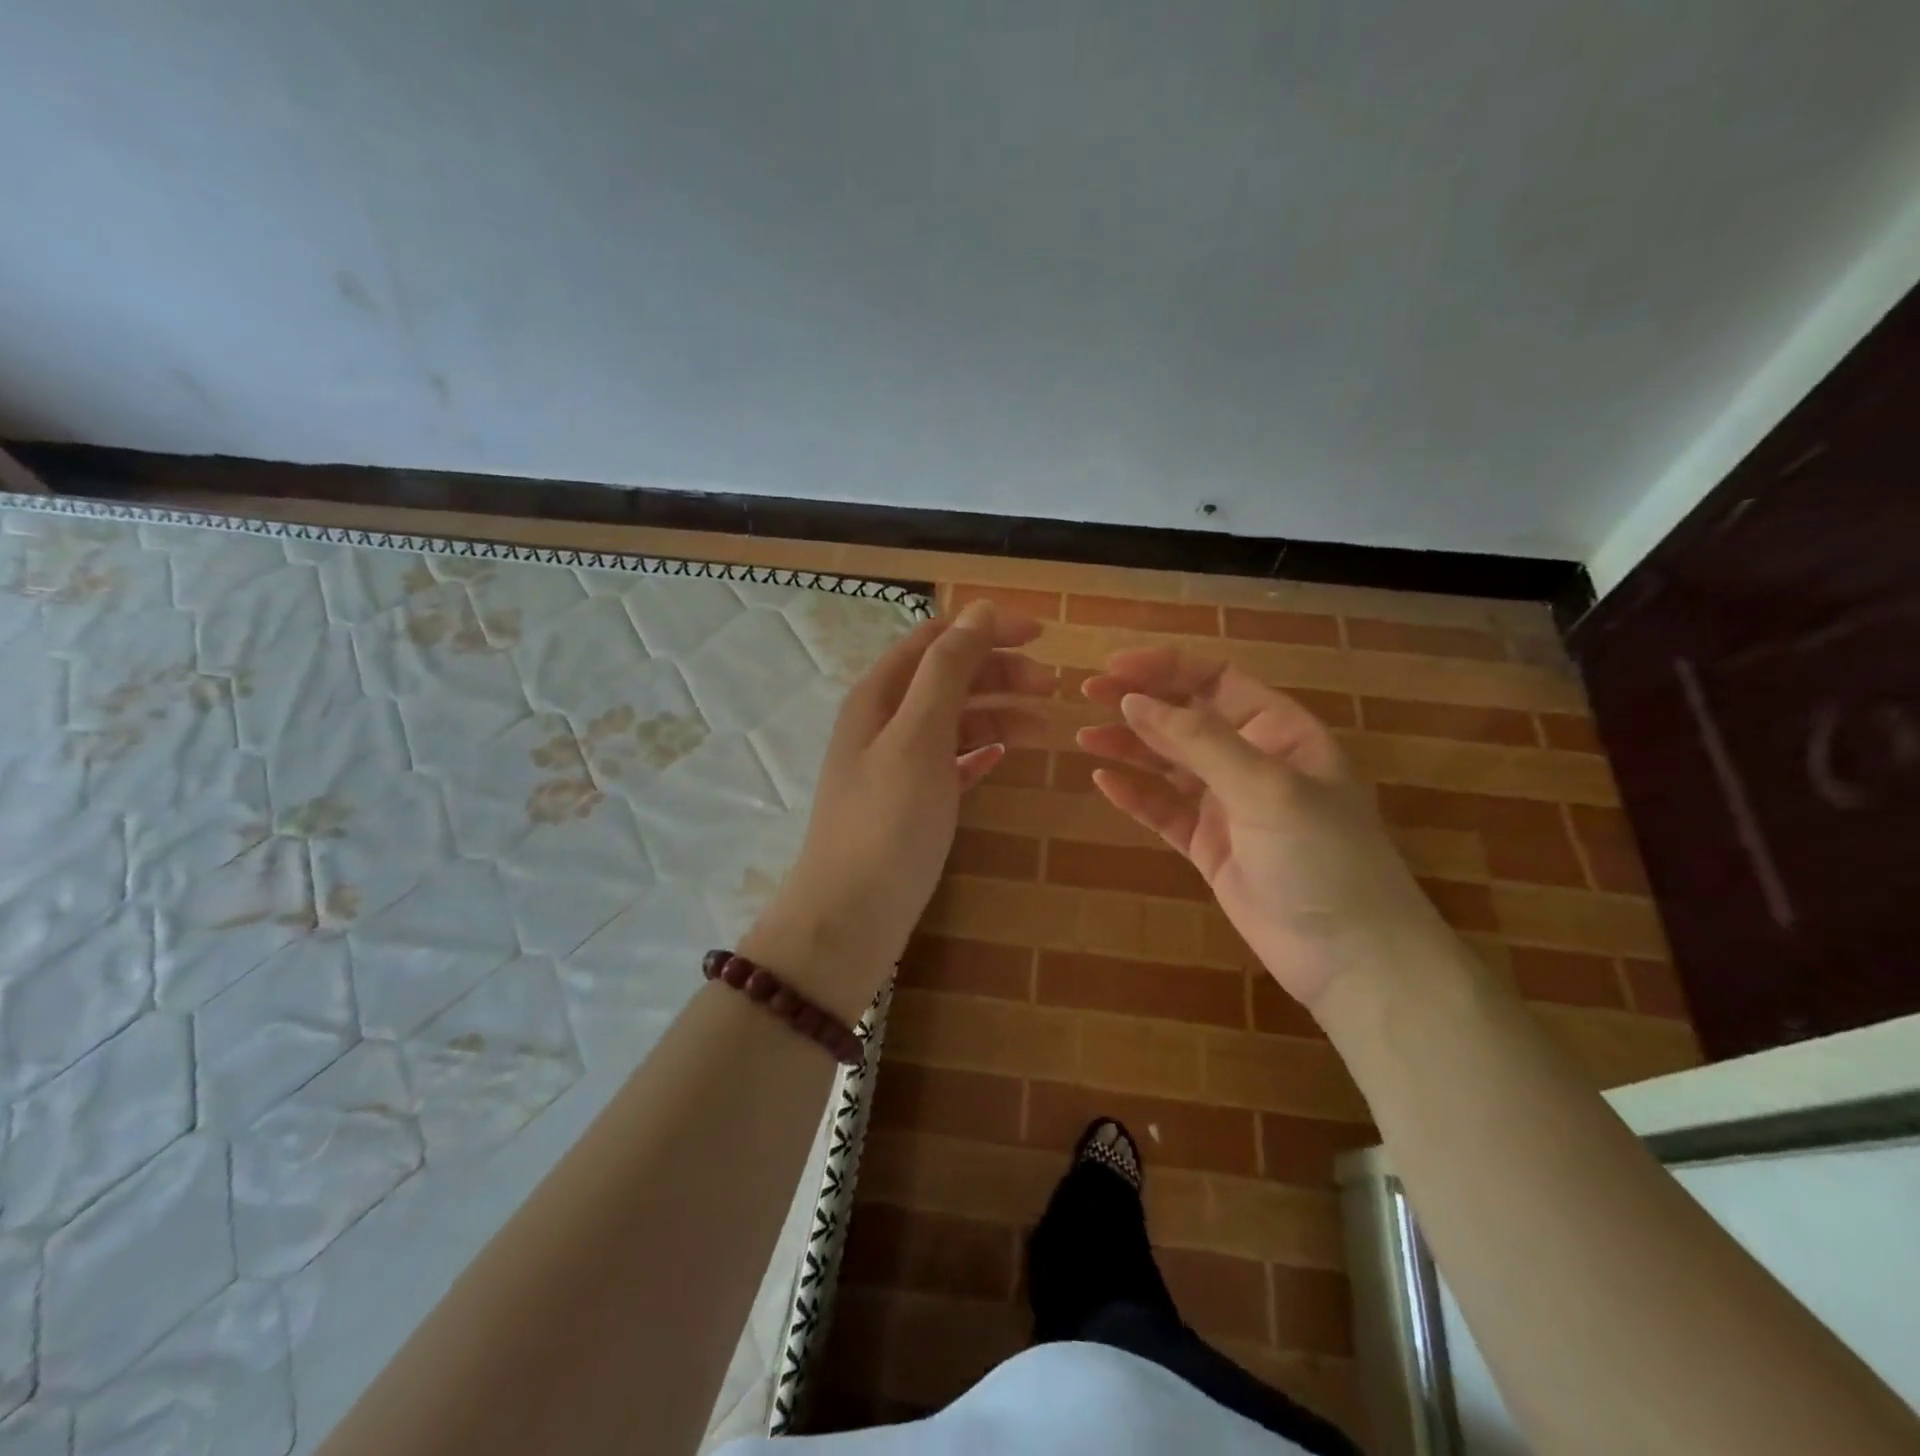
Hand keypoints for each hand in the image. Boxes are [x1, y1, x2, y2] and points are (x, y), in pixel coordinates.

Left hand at [743, 601, 1049, 1020]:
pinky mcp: (910, 802)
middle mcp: (884, 721)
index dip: (985, 630)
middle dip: (999, 673)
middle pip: (947, 677)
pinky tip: (1003, 757)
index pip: (935, 640)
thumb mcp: (918, 736)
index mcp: (879, 695)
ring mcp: (895, 764)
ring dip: (997, 714)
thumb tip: (978, 610)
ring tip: (1044, 727)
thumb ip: (947, 670)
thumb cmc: (887, 821)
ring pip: (953, 721)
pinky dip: (979, 752)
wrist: (850, 917)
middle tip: (1052, 686)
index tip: (1040, 636)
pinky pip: (950, 762)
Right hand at [1078, 645, 1450, 1014]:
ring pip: (1169, 763)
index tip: (1114, 668)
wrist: (1351, 958)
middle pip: (1186, 717)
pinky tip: (1104, 782)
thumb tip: (1134, 701)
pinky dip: (1135, 795)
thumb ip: (1198, 742)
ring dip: (1129, 747)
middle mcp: (1252, 760)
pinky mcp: (1209, 846)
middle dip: (1139, 703)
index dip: (1165, 668)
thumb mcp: (1266, 787)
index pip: (1215, 680)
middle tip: (1087, 695)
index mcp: (1279, 731)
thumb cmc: (1322, 858)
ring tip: (1084, 738)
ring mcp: (1229, 805)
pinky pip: (1164, 811)